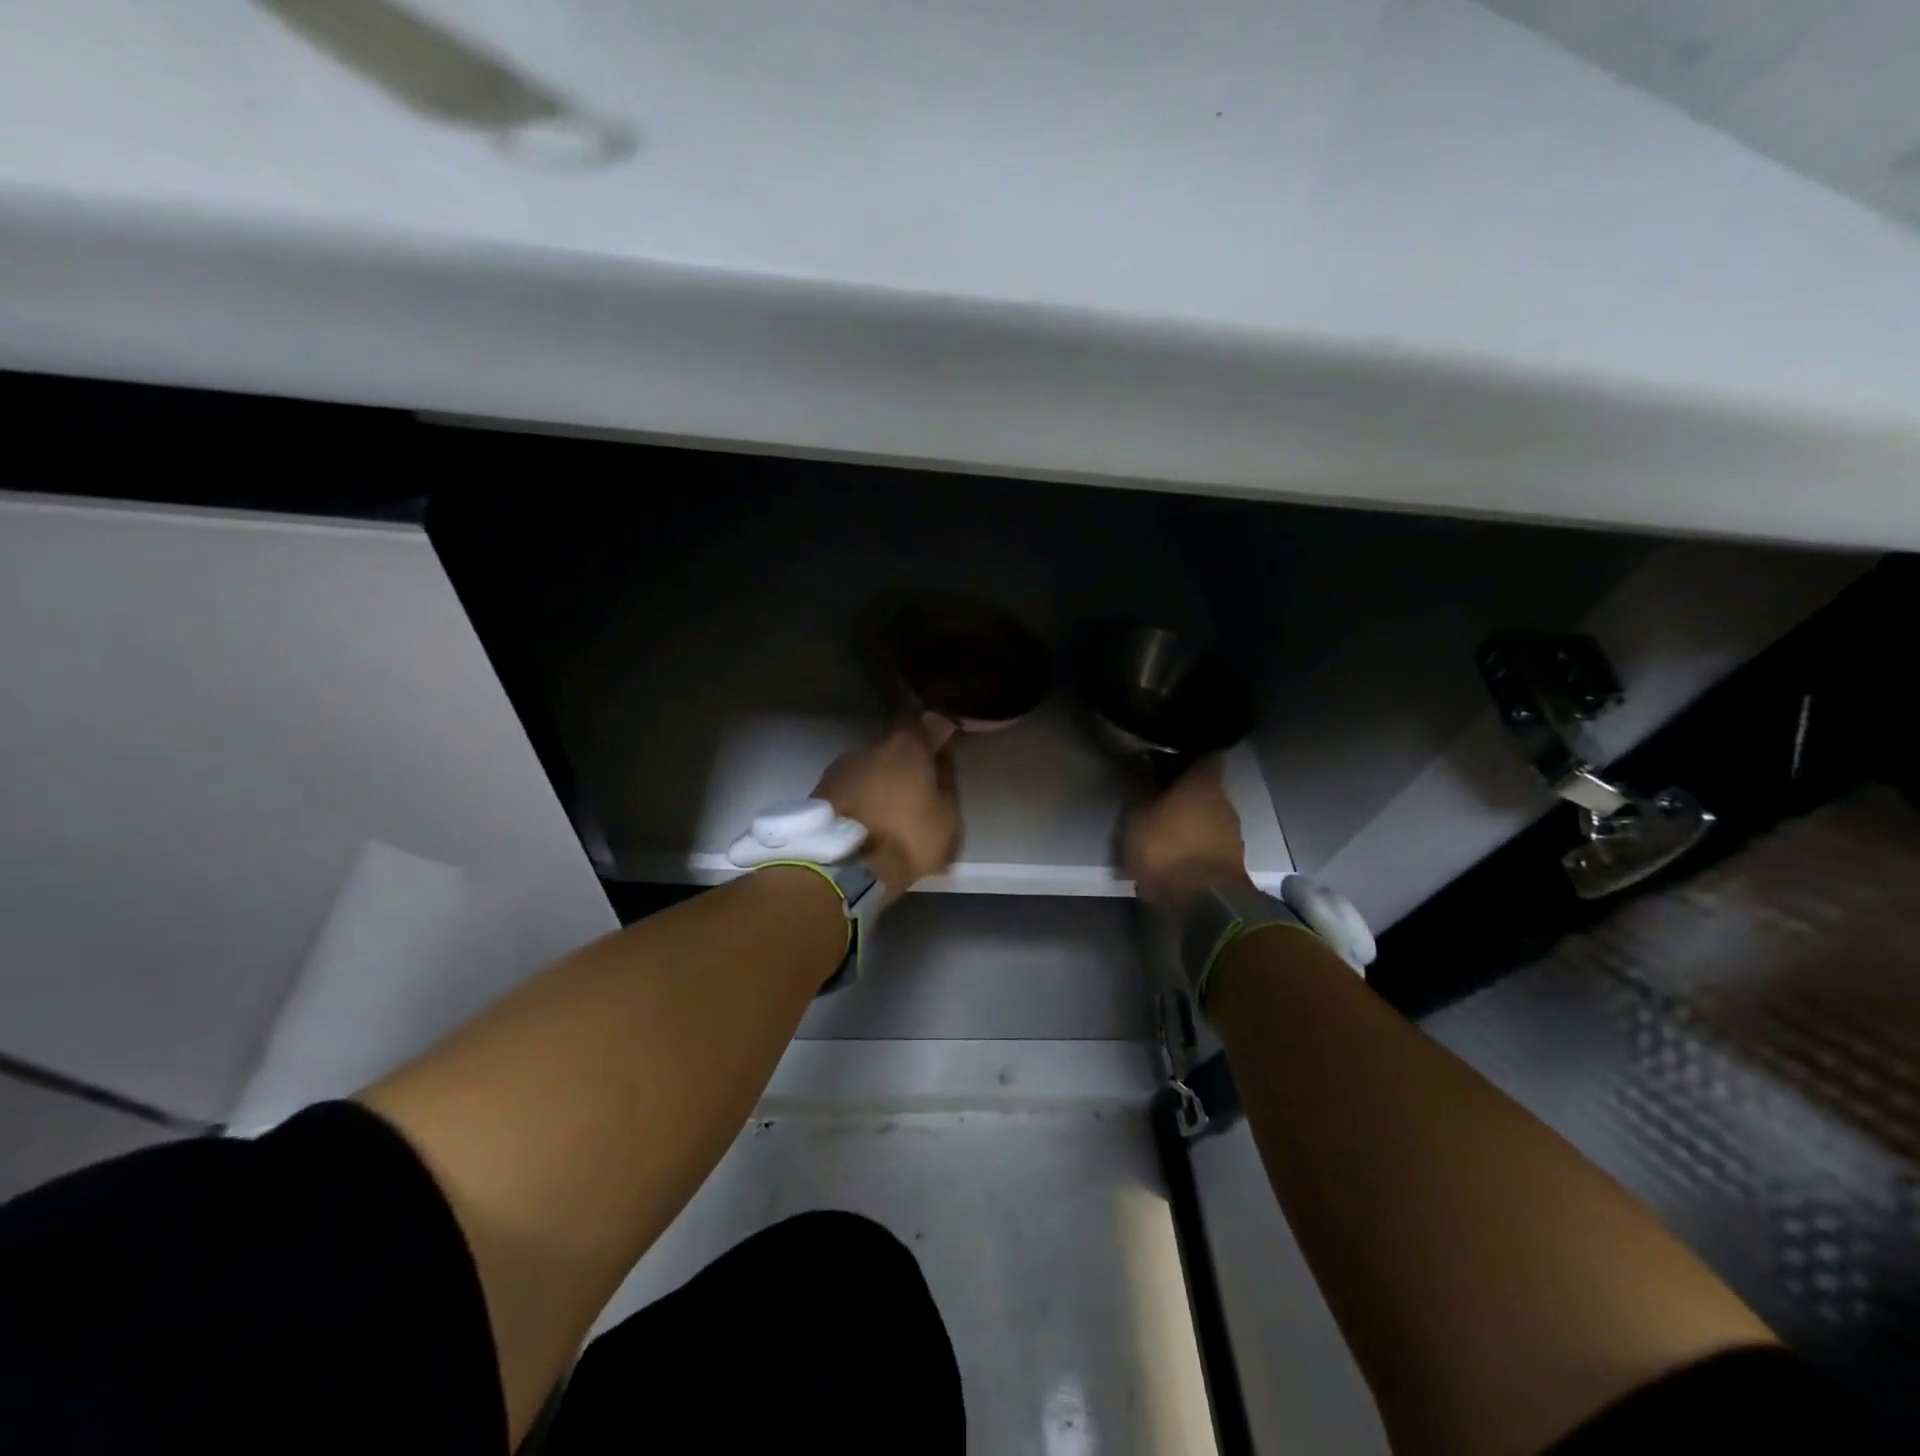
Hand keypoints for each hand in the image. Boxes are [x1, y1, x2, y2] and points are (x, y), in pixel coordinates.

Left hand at [815, 727, 960, 900]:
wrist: (840, 868)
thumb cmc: (906, 839)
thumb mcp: (947, 818)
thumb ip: (946, 782)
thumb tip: (942, 759)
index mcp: (907, 746)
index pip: (930, 723)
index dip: (940, 733)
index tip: (948, 746)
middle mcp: (871, 745)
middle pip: (897, 746)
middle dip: (908, 761)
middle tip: (919, 786)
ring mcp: (841, 765)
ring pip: (871, 766)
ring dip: (882, 779)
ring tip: (890, 808)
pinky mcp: (819, 789)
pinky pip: (852, 786)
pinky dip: (862, 796)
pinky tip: (867, 817)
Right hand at [1122, 757, 1254, 915]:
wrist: (1205, 905)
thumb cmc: (1166, 849)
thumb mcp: (1137, 817)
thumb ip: (1139, 789)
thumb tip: (1140, 764)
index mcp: (1203, 784)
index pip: (1204, 757)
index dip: (1184, 757)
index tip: (1164, 761)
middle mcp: (1224, 803)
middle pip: (1205, 789)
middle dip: (1182, 793)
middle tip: (1154, 799)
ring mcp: (1232, 835)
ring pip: (1207, 818)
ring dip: (1188, 822)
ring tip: (1160, 832)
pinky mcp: (1232, 863)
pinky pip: (1209, 844)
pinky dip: (1193, 846)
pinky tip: (1173, 857)